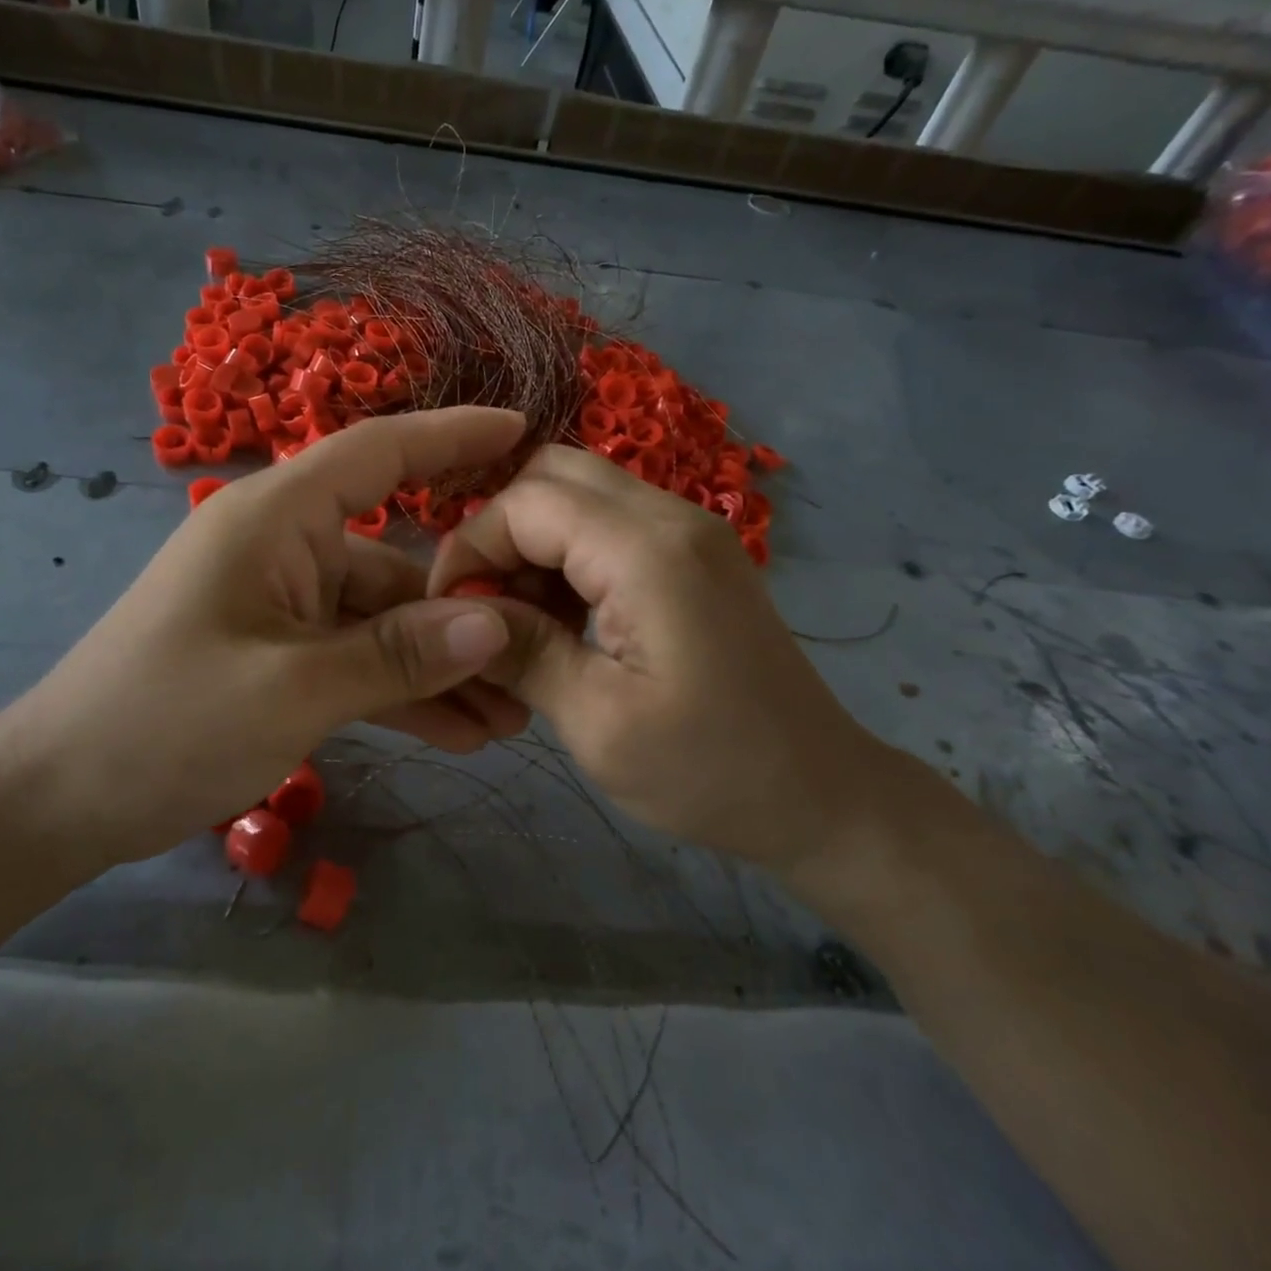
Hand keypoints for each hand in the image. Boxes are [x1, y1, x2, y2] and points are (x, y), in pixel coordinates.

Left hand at [0, 408, 532, 866]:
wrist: (60, 799)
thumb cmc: (163, 724)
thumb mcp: (291, 691)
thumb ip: (398, 654)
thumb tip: (496, 625)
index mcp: (276, 520)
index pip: (378, 451)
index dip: (453, 436)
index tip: (522, 431)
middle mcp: (284, 548)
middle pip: (397, 559)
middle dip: (466, 609)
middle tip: (540, 649)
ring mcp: (282, 605)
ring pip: (383, 621)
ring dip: (440, 666)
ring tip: (509, 717)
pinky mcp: (278, 654)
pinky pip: (356, 659)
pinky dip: (401, 691)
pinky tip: (459, 735)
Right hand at [430, 445, 894, 876]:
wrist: (820, 795)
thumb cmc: (709, 771)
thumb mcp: (597, 723)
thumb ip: (521, 652)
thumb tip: (456, 613)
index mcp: (648, 551)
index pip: (525, 502)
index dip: (471, 548)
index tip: (450, 614)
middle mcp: (671, 516)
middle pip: (552, 474)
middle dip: (500, 533)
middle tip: (488, 607)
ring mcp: (689, 529)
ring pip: (578, 493)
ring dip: (533, 544)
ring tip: (524, 621)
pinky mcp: (694, 552)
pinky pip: (609, 523)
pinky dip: (568, 555)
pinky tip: (565, 618)